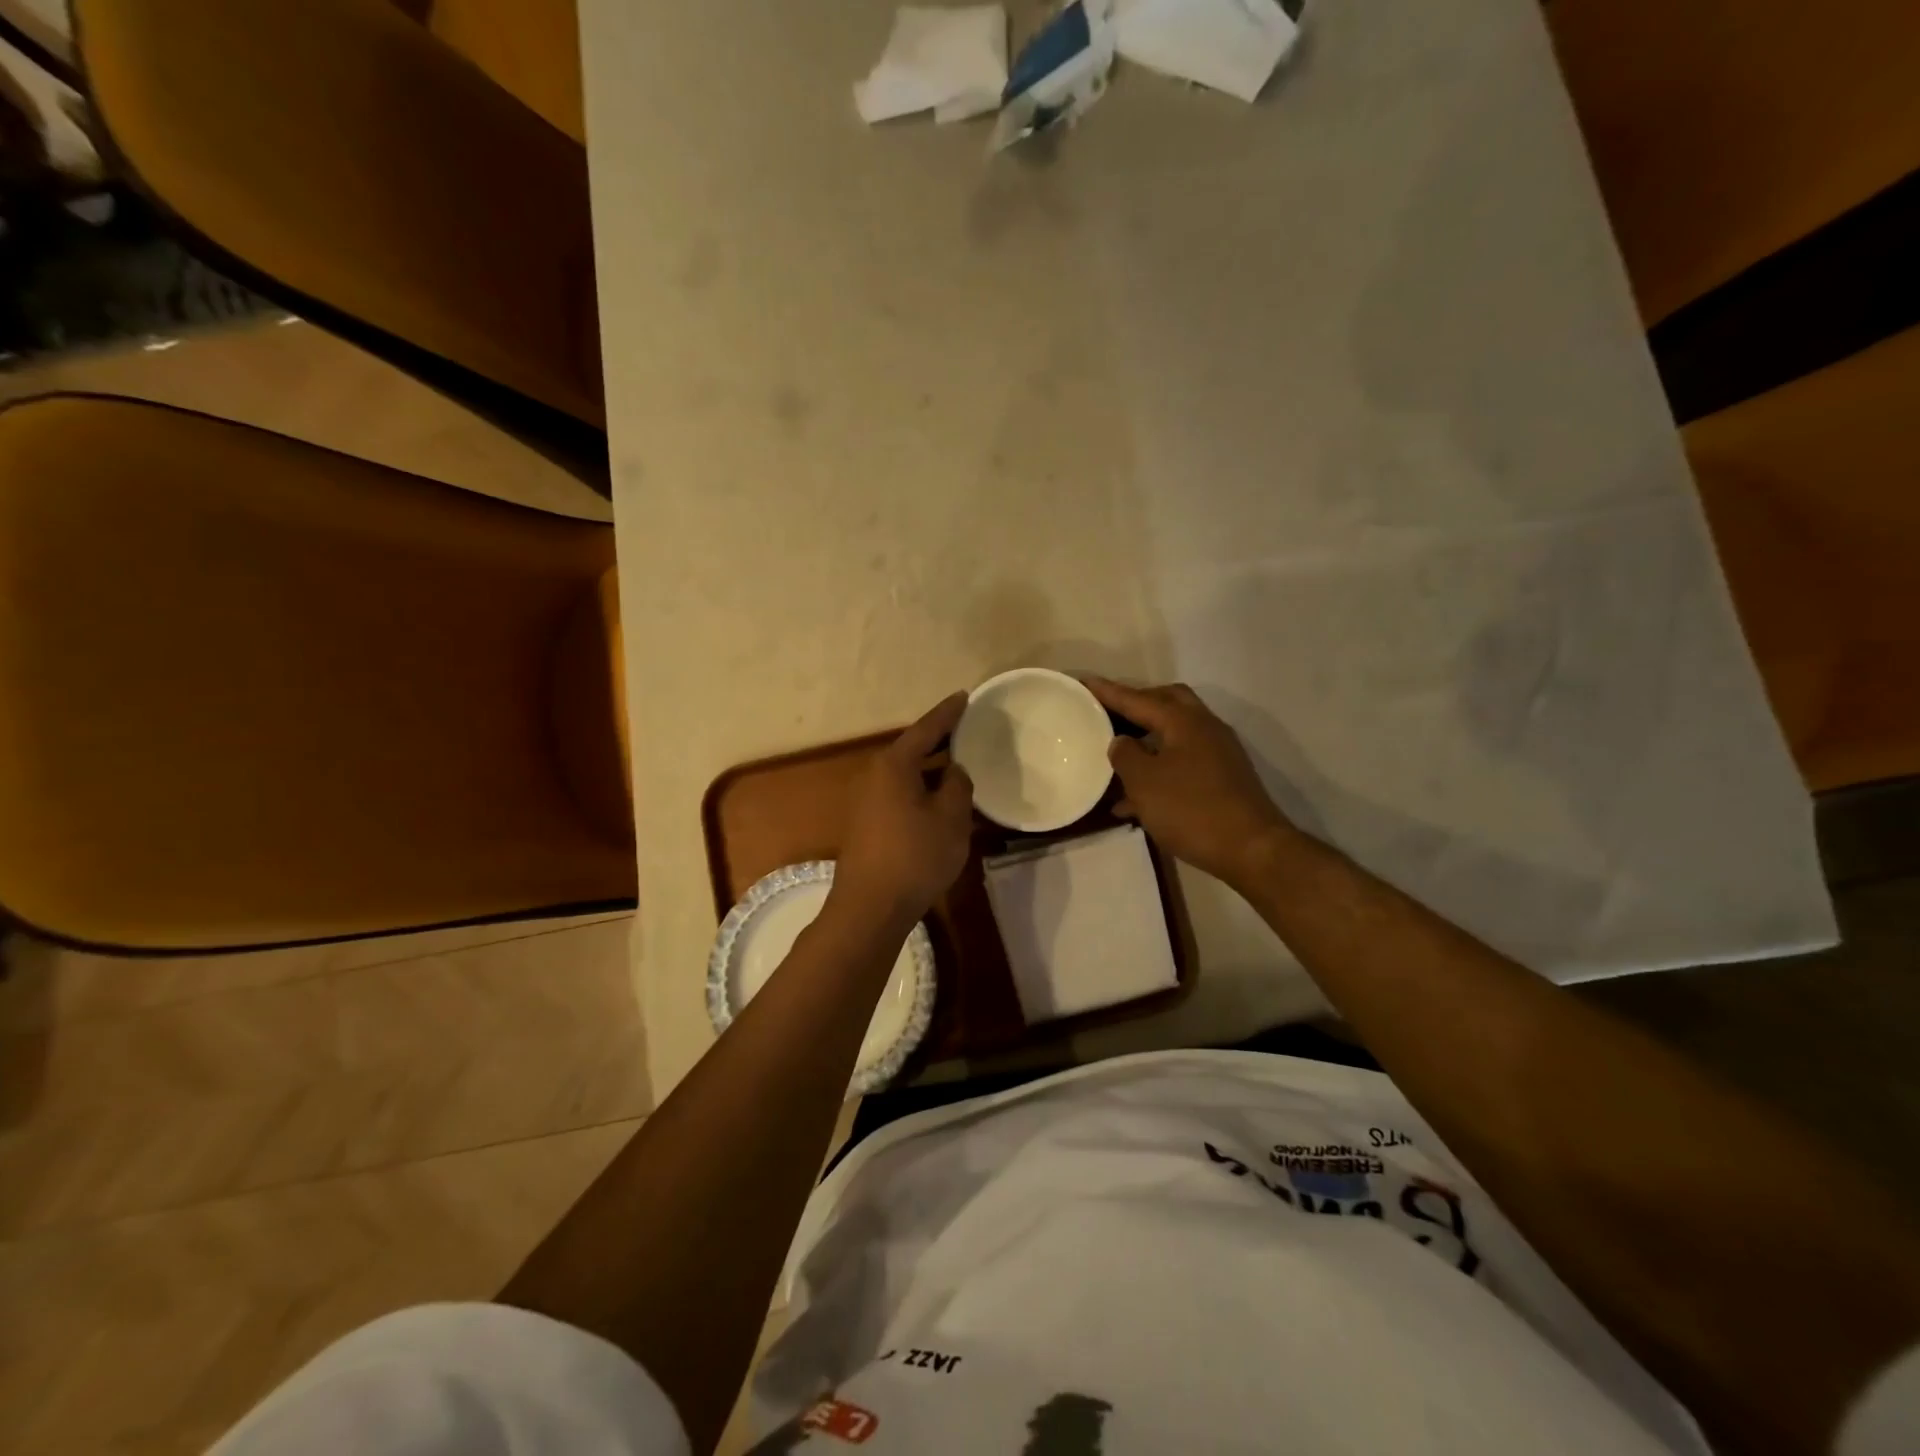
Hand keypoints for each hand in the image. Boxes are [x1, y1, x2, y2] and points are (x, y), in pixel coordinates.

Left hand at [830, 692, 974, 928]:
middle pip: (912, 749)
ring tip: (960, 764)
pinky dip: (922, 789)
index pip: (926, 728)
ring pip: (907, 774)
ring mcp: (867, 800)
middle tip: (968, 730)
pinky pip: (901, 793)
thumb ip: (958, 786)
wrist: (871, 907)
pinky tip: (940, 801)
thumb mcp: (950, 819)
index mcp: (895, 765)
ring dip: (932, 769)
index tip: (965, 696)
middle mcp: (875, 775)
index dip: (948, 713)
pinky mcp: (868, 823)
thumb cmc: (915, 857)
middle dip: (940, 740)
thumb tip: (954, 771)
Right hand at [1084, 678, 1293, 889]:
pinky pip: (1181, 762)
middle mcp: (1204, 728)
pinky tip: (1134, 801)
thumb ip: (1125, 755)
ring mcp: (1217, 753)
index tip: (1084, 682)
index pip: (1138, 699)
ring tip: (1115, 756)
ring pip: (1174, 734)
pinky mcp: (1221, 779)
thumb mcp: (1144, 782)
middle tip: (1107, 713)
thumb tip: (1121, 741)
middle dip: (1135, 705)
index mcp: (1183, 721)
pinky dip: (1158, 769)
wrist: (1252, 849)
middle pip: (1165, 703)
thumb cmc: (1191, 809)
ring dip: (1145, 740)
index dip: (1108, 691)